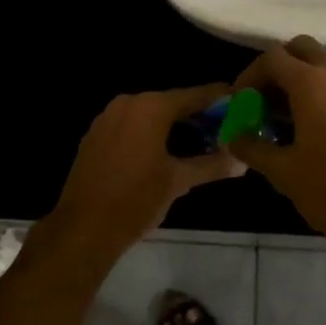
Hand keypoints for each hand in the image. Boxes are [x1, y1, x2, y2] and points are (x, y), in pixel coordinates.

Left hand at [46, 84, 245, 258]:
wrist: (83, 228)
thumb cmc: (136, 200)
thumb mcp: (178, 181)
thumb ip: (212, 166)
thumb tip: (242, 161)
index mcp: (151, 107)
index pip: (194, 95)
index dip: (219, 99)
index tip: (240, 102)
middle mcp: (128, 103)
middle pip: (171, 103)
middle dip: (197, 115)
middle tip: (223, 128)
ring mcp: (107, 118)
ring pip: (150, 114)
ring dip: (173, 125)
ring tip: (199, 142)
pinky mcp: (95, 135)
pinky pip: (131, 126)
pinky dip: (150, 133)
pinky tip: (164, 152)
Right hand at [225, 36, 325, 253]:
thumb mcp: (283, 172)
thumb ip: (253, 147)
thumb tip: (232, 136)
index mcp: (312, 82)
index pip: (272, 58)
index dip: (249, 76)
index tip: (240, 103)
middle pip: (300, 49)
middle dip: (277, 67)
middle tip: (263, 99)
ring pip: (324, 62)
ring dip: (301, 77)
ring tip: (285, 116)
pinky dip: (322, 89)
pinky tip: (313, 126)